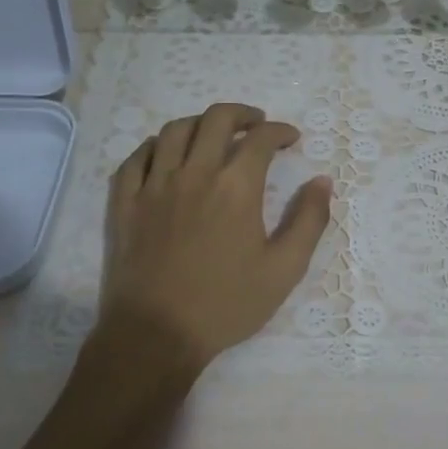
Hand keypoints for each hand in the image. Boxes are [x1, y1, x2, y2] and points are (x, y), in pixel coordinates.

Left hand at [99, 103, 332, 372]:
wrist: (156, 334)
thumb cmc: (226, 304)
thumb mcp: (284, 269)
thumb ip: (308, 220)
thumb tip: (322, 181)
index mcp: (235, 187)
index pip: (260, 139)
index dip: (280, 131)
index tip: (291, 139)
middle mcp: (194, 174)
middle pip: (216, 119)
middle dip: (242, 114)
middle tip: (256, 125)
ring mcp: (154, 185)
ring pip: (174, 131)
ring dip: (199, 123)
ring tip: (212, 135)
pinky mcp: (125, 203)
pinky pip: (135, 158)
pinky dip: (154, 147)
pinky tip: (164, 155)